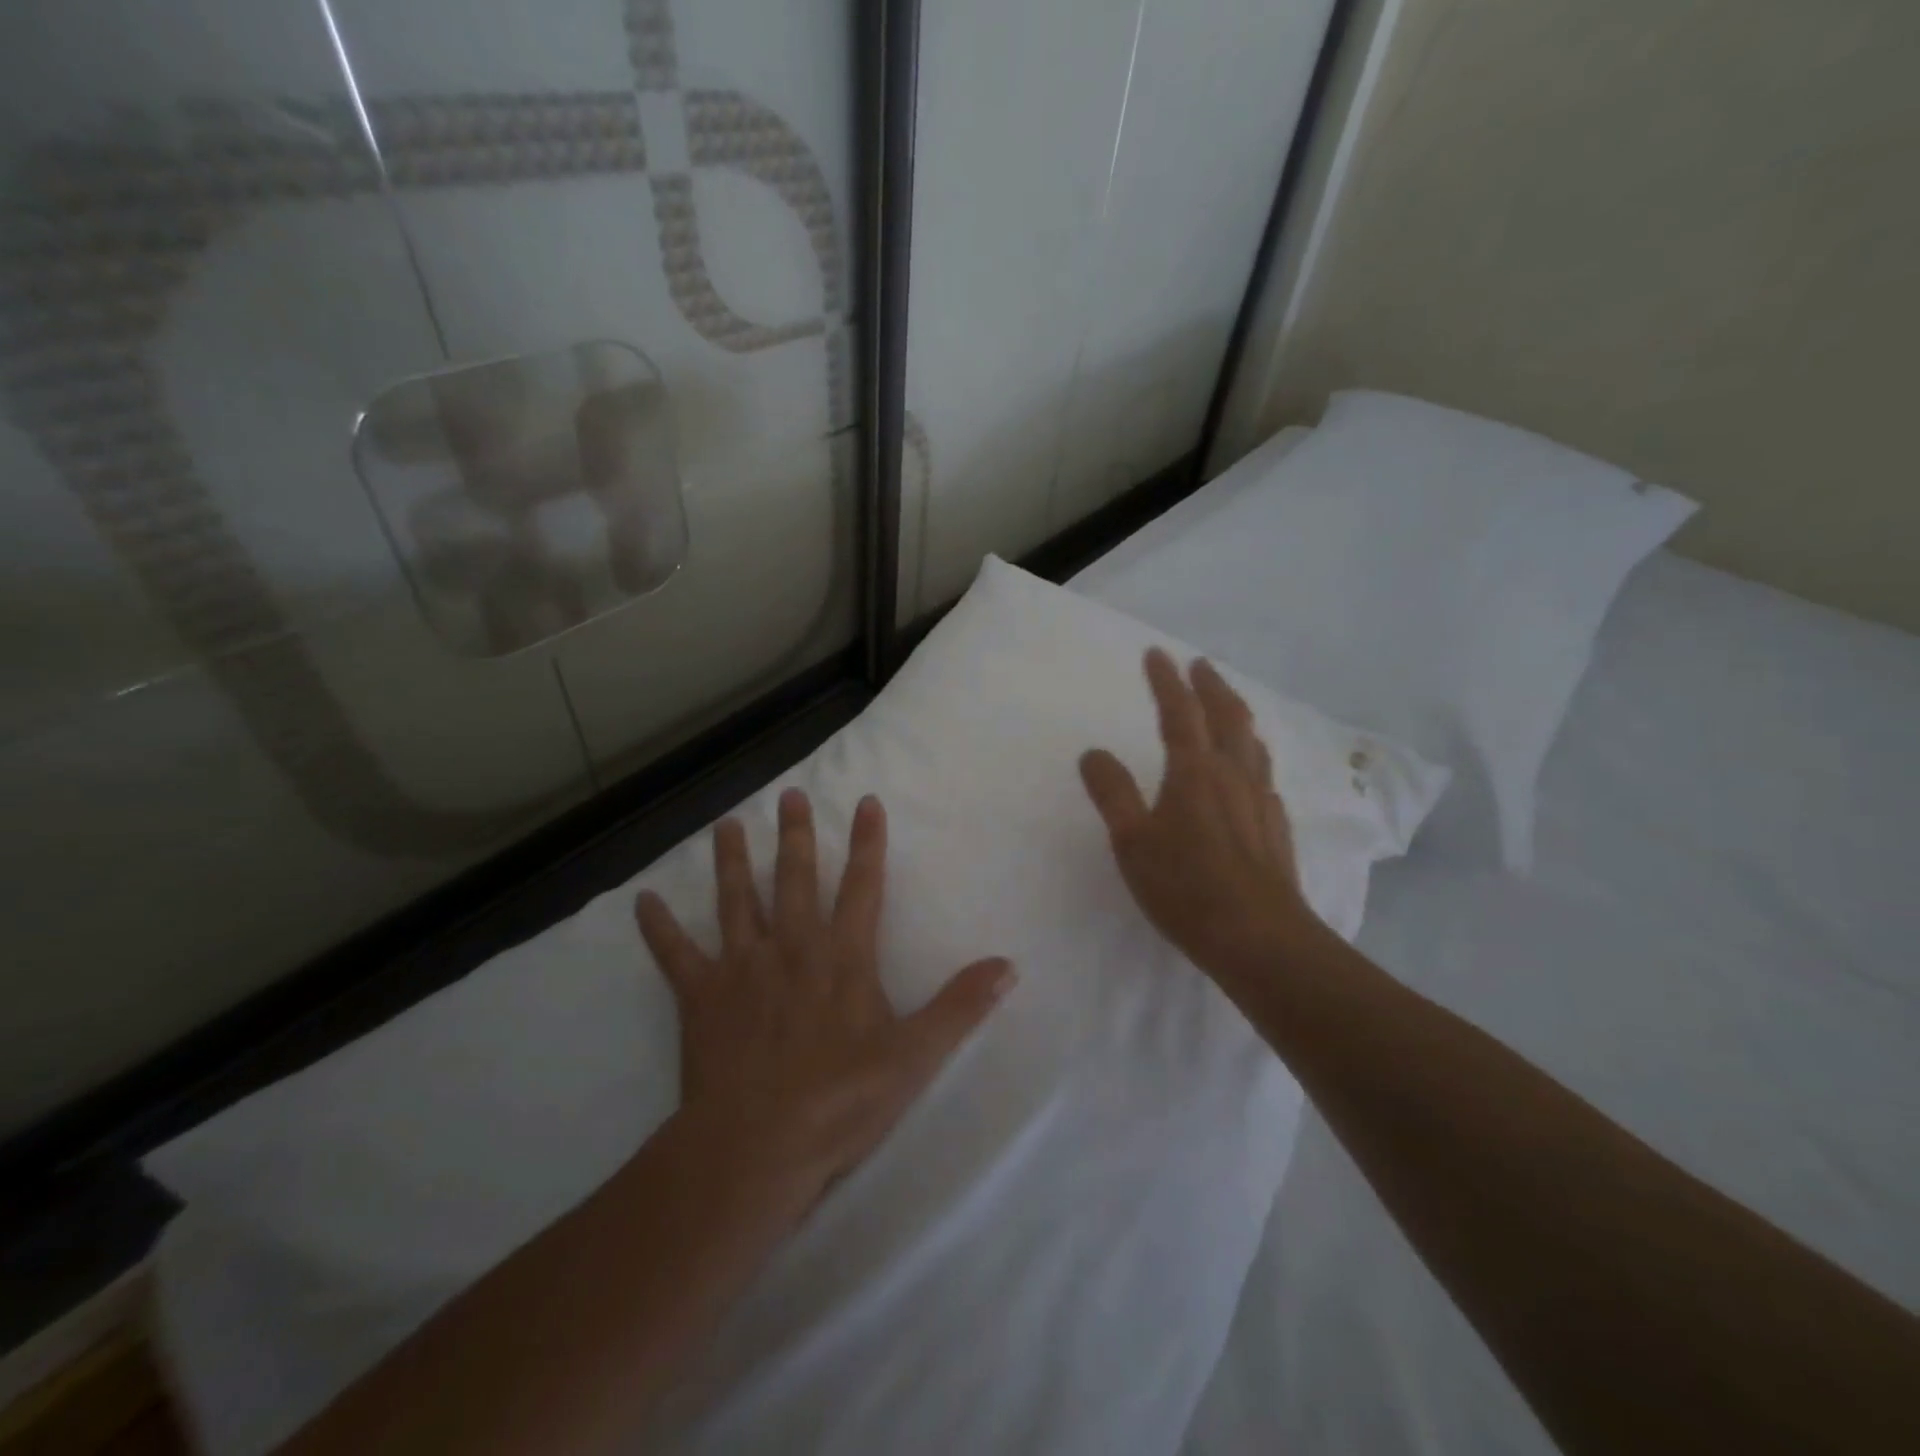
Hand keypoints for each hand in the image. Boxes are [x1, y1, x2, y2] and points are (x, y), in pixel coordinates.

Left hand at [635, 789, 1013, 1220]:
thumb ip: (960, 1006)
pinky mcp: (701, 996)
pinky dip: (658, 928)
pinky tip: (642, 900)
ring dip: (732, 862)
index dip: (868, 843)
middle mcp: (793, 947)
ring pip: (737, 901)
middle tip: (789, 795)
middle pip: (796, 879)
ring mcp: (743, 968)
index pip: (862, 886)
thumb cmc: (841, 1100)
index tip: (866, 801)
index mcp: (843, 956)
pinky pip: (675, 954)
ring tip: (726, 825)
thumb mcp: (915, 1056)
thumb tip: (1008, 965)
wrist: (758, 1145)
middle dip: (796, 836)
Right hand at [1079, 649, 1318, 982]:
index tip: (1157, 653)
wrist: (1259, 938)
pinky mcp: (1276, 827)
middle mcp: (1232, 775)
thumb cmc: (1185, 887)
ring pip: (1252, 742)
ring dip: (1237, 714)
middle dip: (1211, 685)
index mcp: (1194, 772)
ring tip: (1228, 705)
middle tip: (1199, 665)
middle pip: (1227, 716)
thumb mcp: (1132, 842)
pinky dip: (1252, 756)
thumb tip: (1094, 752)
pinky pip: (1264, 775)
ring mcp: (1260, 800)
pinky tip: (1250, 773)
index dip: (1166, 681)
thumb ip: (1112, 793)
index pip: (1179, 713)